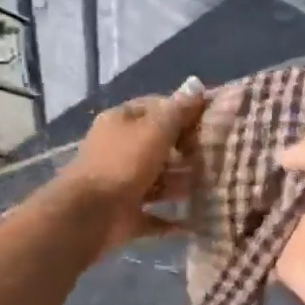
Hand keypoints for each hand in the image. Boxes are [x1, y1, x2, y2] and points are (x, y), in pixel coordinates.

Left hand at [56, 81, 207, 255]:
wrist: (88, 216)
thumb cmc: (123, 164)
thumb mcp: (155, 130)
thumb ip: (178, 110)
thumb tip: (196, 83)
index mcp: (121, 122)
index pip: (156, 107)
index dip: (183, 111)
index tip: (211, 121)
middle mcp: (118, 149)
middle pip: (158, 145)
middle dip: (186, 151)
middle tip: (217, 156)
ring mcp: (120, 184)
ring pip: (157, 180)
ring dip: (181, 184)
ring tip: (212, 187)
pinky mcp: (124, 214)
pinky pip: (153, 215)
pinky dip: (171, 220)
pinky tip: (194, 222)